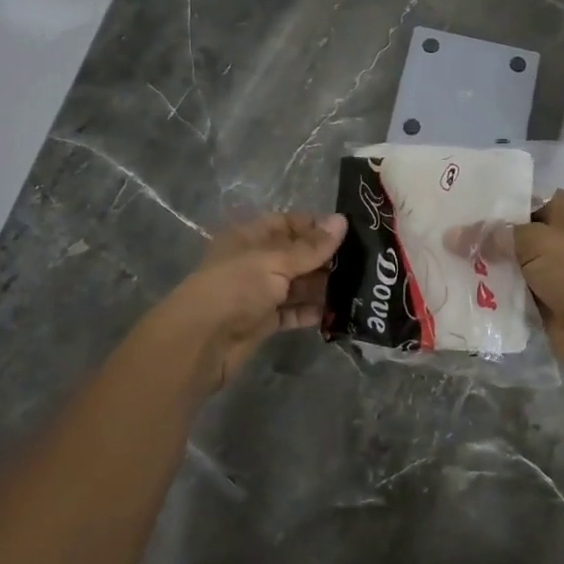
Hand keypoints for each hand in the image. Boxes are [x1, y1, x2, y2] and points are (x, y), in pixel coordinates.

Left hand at [140, 212, 346, 397]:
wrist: (199, 343)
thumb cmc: (235, 288)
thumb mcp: (274, 261)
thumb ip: (311, 246)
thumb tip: (342, 220)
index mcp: (250, 236)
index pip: (289, 223)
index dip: (316, 226)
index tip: (350, 232)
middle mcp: (255, 261)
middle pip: (296, 254)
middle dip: (326, 258)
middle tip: (364, 262)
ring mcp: (259, 292)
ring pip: (297, 284)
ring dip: (323, 286)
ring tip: (359, 287)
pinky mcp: (263, 322)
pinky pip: (293, 312)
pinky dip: (313, 311)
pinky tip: (340, 312)